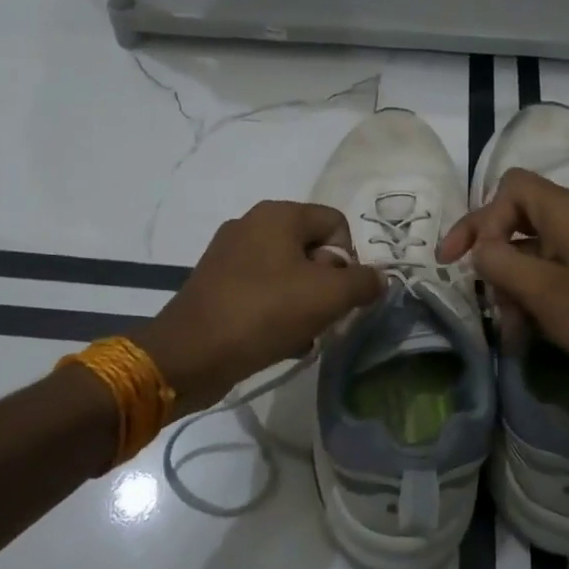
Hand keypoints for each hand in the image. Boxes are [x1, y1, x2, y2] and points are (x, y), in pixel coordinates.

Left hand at [136, 201, 383, 413]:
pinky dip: (277, 311)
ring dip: (303, 302)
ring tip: (301, 333)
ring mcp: (229, 253)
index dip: (349, 259)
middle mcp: (252, 223)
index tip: (341, 294)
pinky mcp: (216, 282)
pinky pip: (262, 290)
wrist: (190, 353)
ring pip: (288, 273)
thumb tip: (377, 279)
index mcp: (278, 214)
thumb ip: (364, 282)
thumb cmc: (264, 313)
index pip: (336, 223)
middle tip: (321, 315)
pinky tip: (279, 340)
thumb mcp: (328, 297)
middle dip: (326, 284)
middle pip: (312, 248)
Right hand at [439, 168, 568, 397]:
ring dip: (511, 285)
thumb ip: (501, 263)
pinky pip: (552, 272)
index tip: (461, 260)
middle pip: (517, 218)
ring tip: (508, 329)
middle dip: (492, 256)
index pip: (510, 188)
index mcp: (567, 212)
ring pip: (531, 250)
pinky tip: (525, 332)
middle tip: (474, 293)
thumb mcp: (545, 293)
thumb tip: (480, 248)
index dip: (480, 218)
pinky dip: (533, 295)